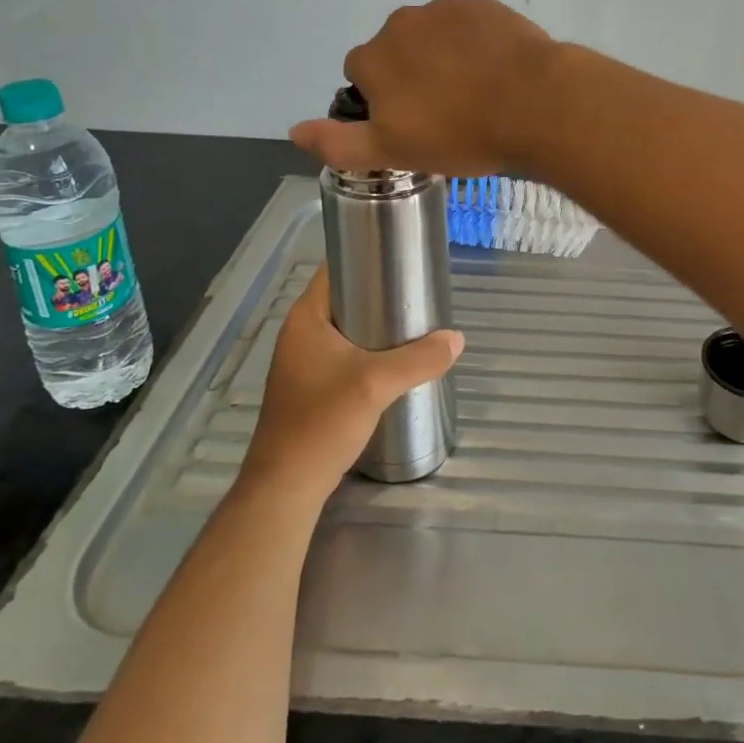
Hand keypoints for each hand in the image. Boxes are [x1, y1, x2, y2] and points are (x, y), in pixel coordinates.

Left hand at [236, 267, 463, 505]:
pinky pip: (345, 353)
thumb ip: (419, 359)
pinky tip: (395, 361)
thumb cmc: (323, 422)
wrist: (287, 487)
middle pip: (345, 298)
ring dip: (377, 325)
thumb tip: (456, 339)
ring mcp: (303, 361)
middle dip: (381, 293)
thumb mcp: (376, 384)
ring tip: (414, 324)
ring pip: (347, 328)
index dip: (366, 256)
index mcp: (305, 318)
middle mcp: (300, 333)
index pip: (335, 268)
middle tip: (417, 294)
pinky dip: (369, 350)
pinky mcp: (311, 386)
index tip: (402, 258)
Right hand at [289, 0, 559, 176]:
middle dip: (413, 76)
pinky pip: (469, 26)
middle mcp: (402, 23)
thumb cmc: (460, 133)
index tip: (414, 126)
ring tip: (478, 93)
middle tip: (448, 112)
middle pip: (397, 52)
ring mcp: (447, 9)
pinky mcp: (486, 5)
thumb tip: (294, 130)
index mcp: (373, 58)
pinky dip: (476, 45)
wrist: (536, 103)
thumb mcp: (393, 152)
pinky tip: (499, 71)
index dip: (383, 102)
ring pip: (433, 37)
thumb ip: (339, 143)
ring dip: (444, 58)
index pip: (361, 76)